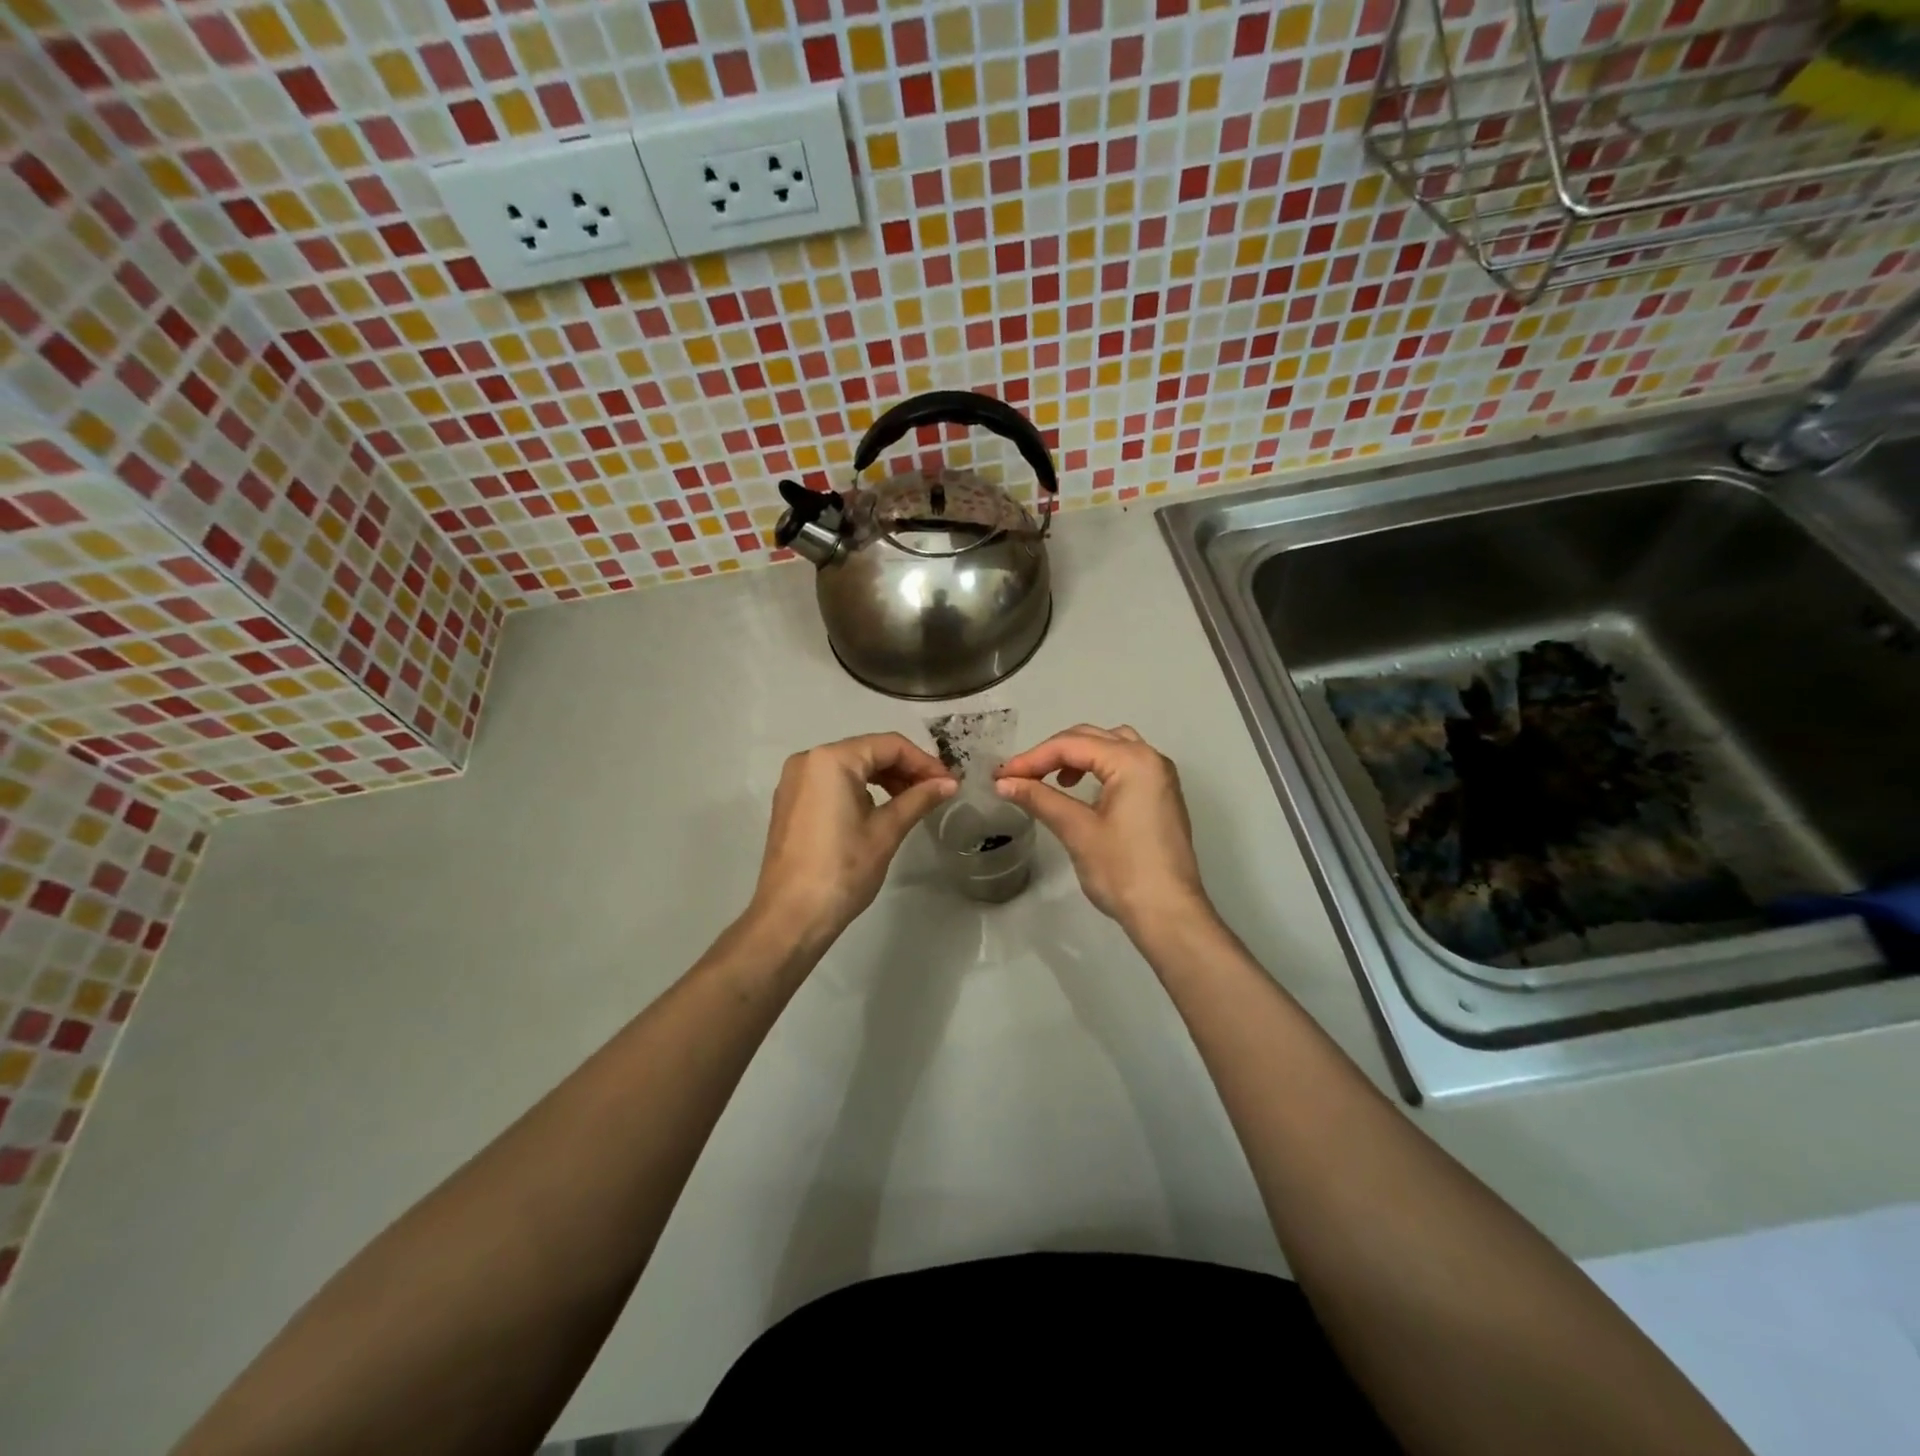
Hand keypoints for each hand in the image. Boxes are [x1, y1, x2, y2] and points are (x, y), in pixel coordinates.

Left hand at [750, 733, 955, 943]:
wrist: (791, 916)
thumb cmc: (843, 869)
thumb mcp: (886, 831)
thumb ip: (919, 799)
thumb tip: (950, 783)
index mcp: (831, 759)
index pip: (889, 746)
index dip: (924, 762)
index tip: (950, 783)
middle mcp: (809, 760)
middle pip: (868, 752)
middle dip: (905, 769)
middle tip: (937, 792)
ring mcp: (795, 782)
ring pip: (851, 767)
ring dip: (885, 780)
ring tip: (914, 802)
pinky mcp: (791, 803)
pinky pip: (833, 784)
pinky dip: (861, 790)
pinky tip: (883, 810)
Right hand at [995, 725, 1211, 935]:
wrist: (1168, 914)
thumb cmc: (1122, 870)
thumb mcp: (1077, 830)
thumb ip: (1040, 799)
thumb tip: (1003, 782)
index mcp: (1133, 761)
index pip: (1072, 745)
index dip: (1032, 758)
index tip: (1001, 776)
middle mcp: (1151, 758)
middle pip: (1092, 738)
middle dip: (1052, 753)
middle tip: (1019, 776)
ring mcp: (1160, 778)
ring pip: (1111, 747)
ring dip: (1078, 756)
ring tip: (1052, 780)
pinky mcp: (1161, 797)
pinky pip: (1125, 765)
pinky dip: (1098, 768)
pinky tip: (1081, 791)